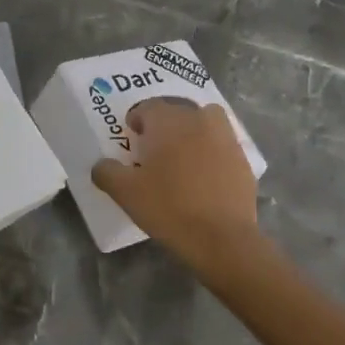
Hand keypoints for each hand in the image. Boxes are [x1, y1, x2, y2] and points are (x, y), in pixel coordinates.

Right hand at [91, 99, 256, 274]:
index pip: (147, 106)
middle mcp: (197, 119)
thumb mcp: (125, 193)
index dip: (137, 120)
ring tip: (183, 156)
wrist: (222, 238)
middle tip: (154, 149)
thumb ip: (107, 172)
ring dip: (192, 130)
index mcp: (167, 121)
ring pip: (205, 120)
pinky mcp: (243, 158)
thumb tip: (101, 165)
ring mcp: (225, 137)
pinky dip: (212, 150)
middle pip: (177, 110)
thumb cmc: (168, 208)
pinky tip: (206, 176)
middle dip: (164, 124)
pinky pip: (222, 144)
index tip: (133, 138)